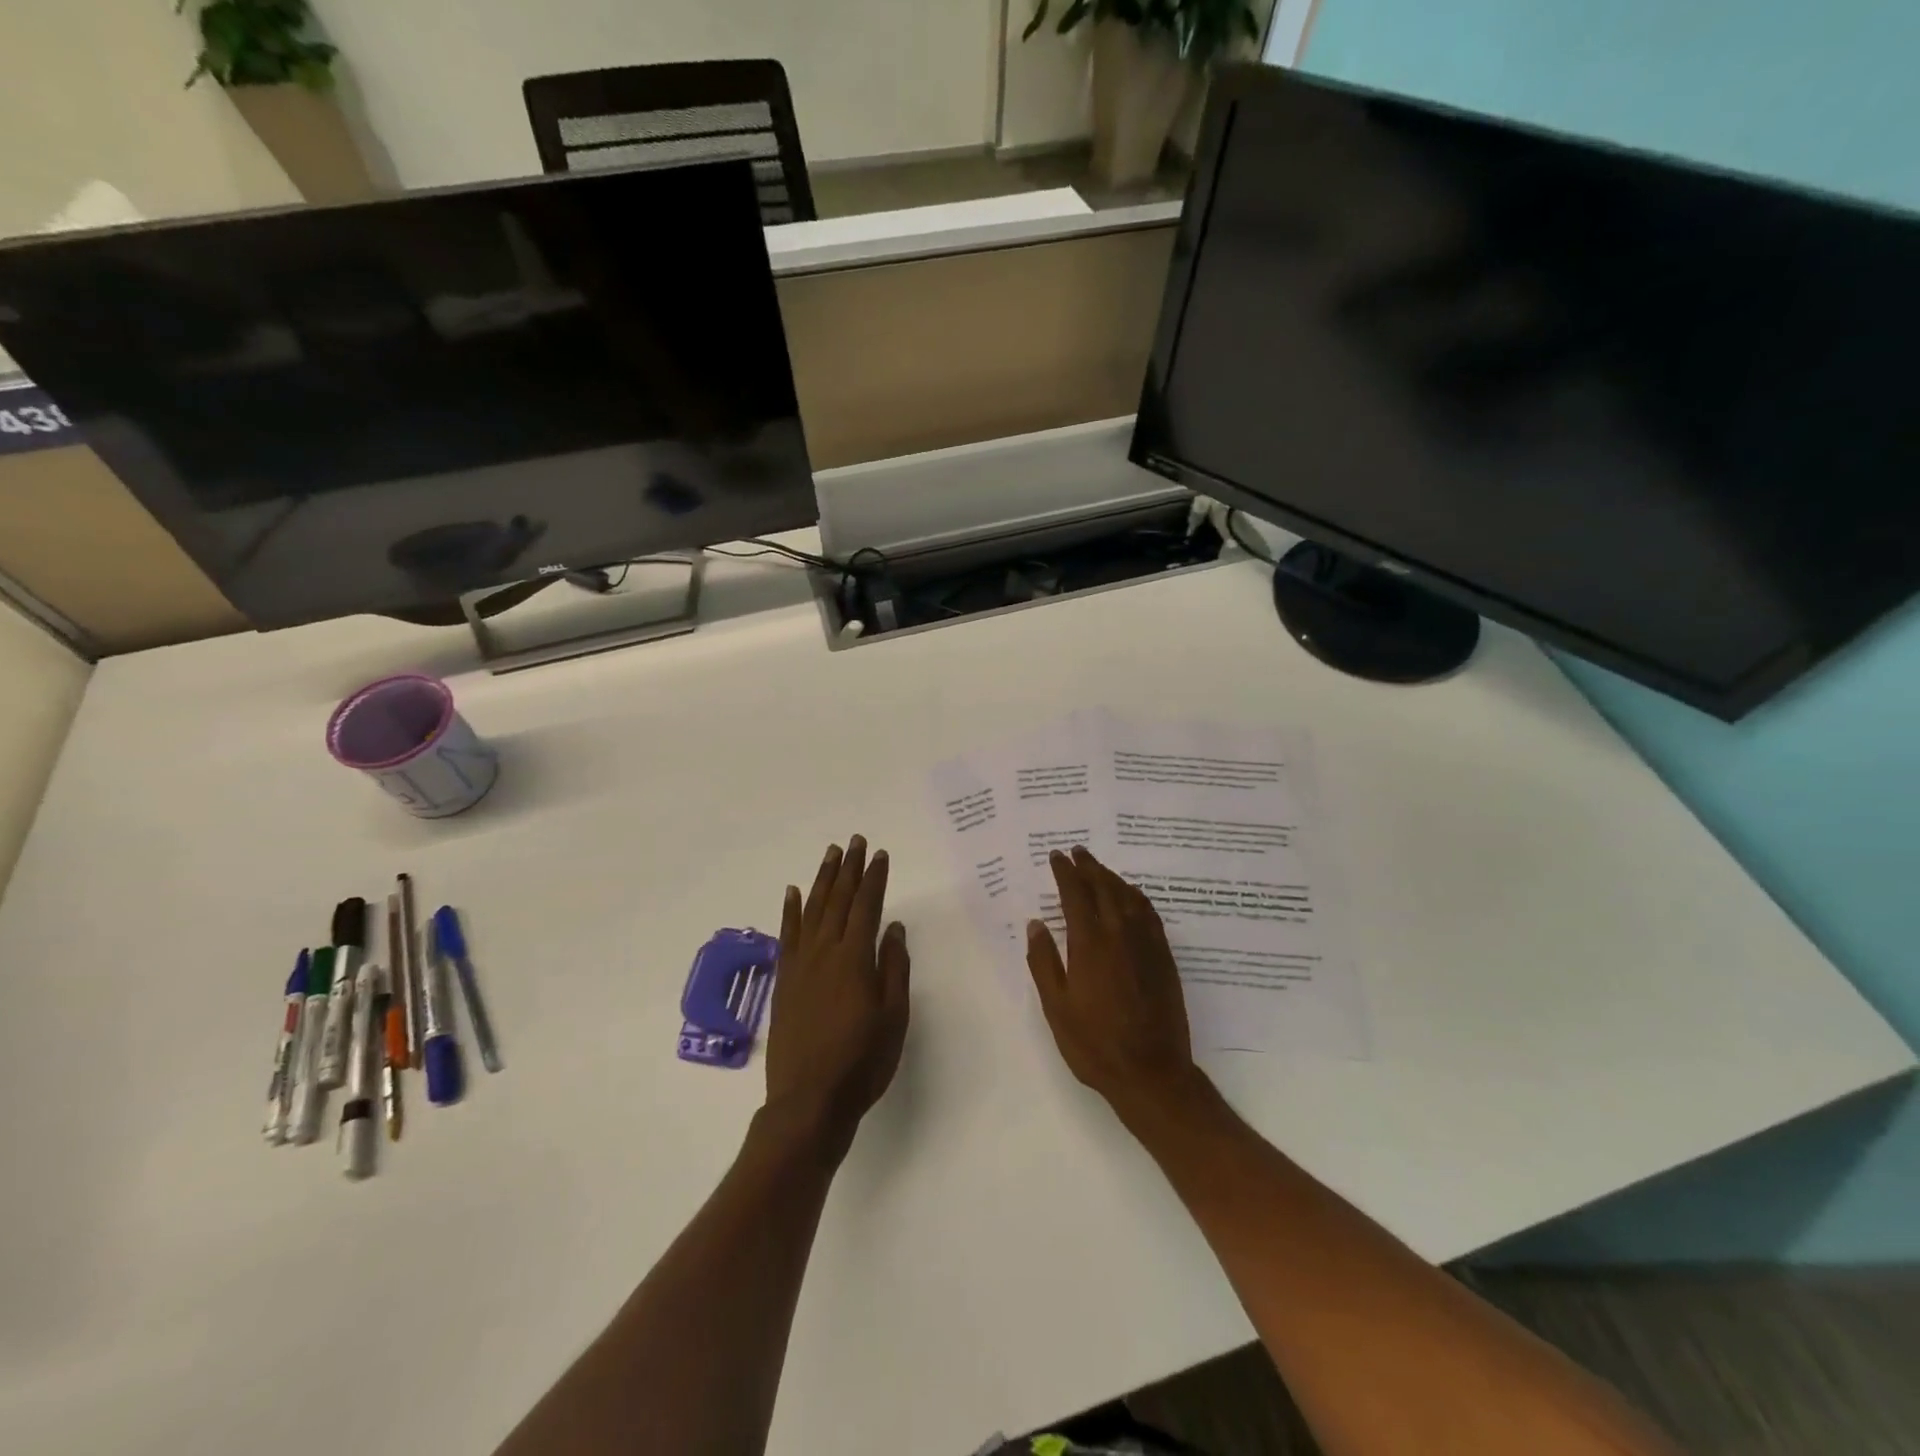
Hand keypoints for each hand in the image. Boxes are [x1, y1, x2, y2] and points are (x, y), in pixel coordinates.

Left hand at [762, 836, 910, 1154]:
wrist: (809, 1100)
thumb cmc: (862, 1061)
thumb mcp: (893, 1017)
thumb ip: (894, 968)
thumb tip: (895, 928)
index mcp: (855, 959)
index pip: (866, 907)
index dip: (874, 879)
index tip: (880, 855)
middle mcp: (825, 952)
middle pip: (838, 900)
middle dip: (848, 869)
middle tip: (855, 841)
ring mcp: (800, 965)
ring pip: (811, 910)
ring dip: (822, 880)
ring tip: (830, 854)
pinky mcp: (784, 981)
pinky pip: (786, 935)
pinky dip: (789, 911)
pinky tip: (791, 892)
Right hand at [1026, 847, 1200, 1120]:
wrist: (1152, 1073)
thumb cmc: (1095, 1044)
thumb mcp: (1057, 1007)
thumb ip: (1044, 962)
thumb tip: (1036, 924)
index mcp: (1089, 944)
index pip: (1075, 895)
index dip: (1065, 873)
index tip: (1056, 857)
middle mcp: (1120, 934)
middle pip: (1104, 887)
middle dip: (1089, 867)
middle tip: (1077, 852)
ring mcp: (1146, 944)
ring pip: (1128, 896)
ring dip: (1112, 877)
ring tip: (1099, 868)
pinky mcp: (1164, 957)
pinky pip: (1149, 913)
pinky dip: (1136, 896)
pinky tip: (1130, 896)